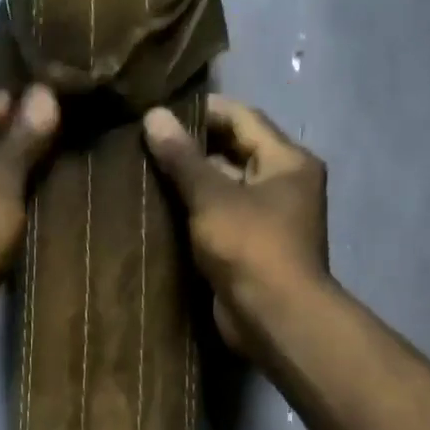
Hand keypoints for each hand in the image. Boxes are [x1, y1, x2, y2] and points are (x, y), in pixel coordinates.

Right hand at [142, 96, 328, 353]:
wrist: (273, 317)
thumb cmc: (251, 247)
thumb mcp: (213, 197)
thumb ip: (183, 157)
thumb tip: (154, 115)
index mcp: (287, 161)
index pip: (243, 119)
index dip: (203, 111)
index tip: (160, 111)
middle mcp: (283, 184)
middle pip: (233, 152)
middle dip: (191, 148)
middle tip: (144, 142)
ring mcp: (267, 219)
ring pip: (223, 188)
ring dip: (188, 182)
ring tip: (142, 171)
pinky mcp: (249, 248)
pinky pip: (218, 218)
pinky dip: (193, 212)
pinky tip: (157, 208)